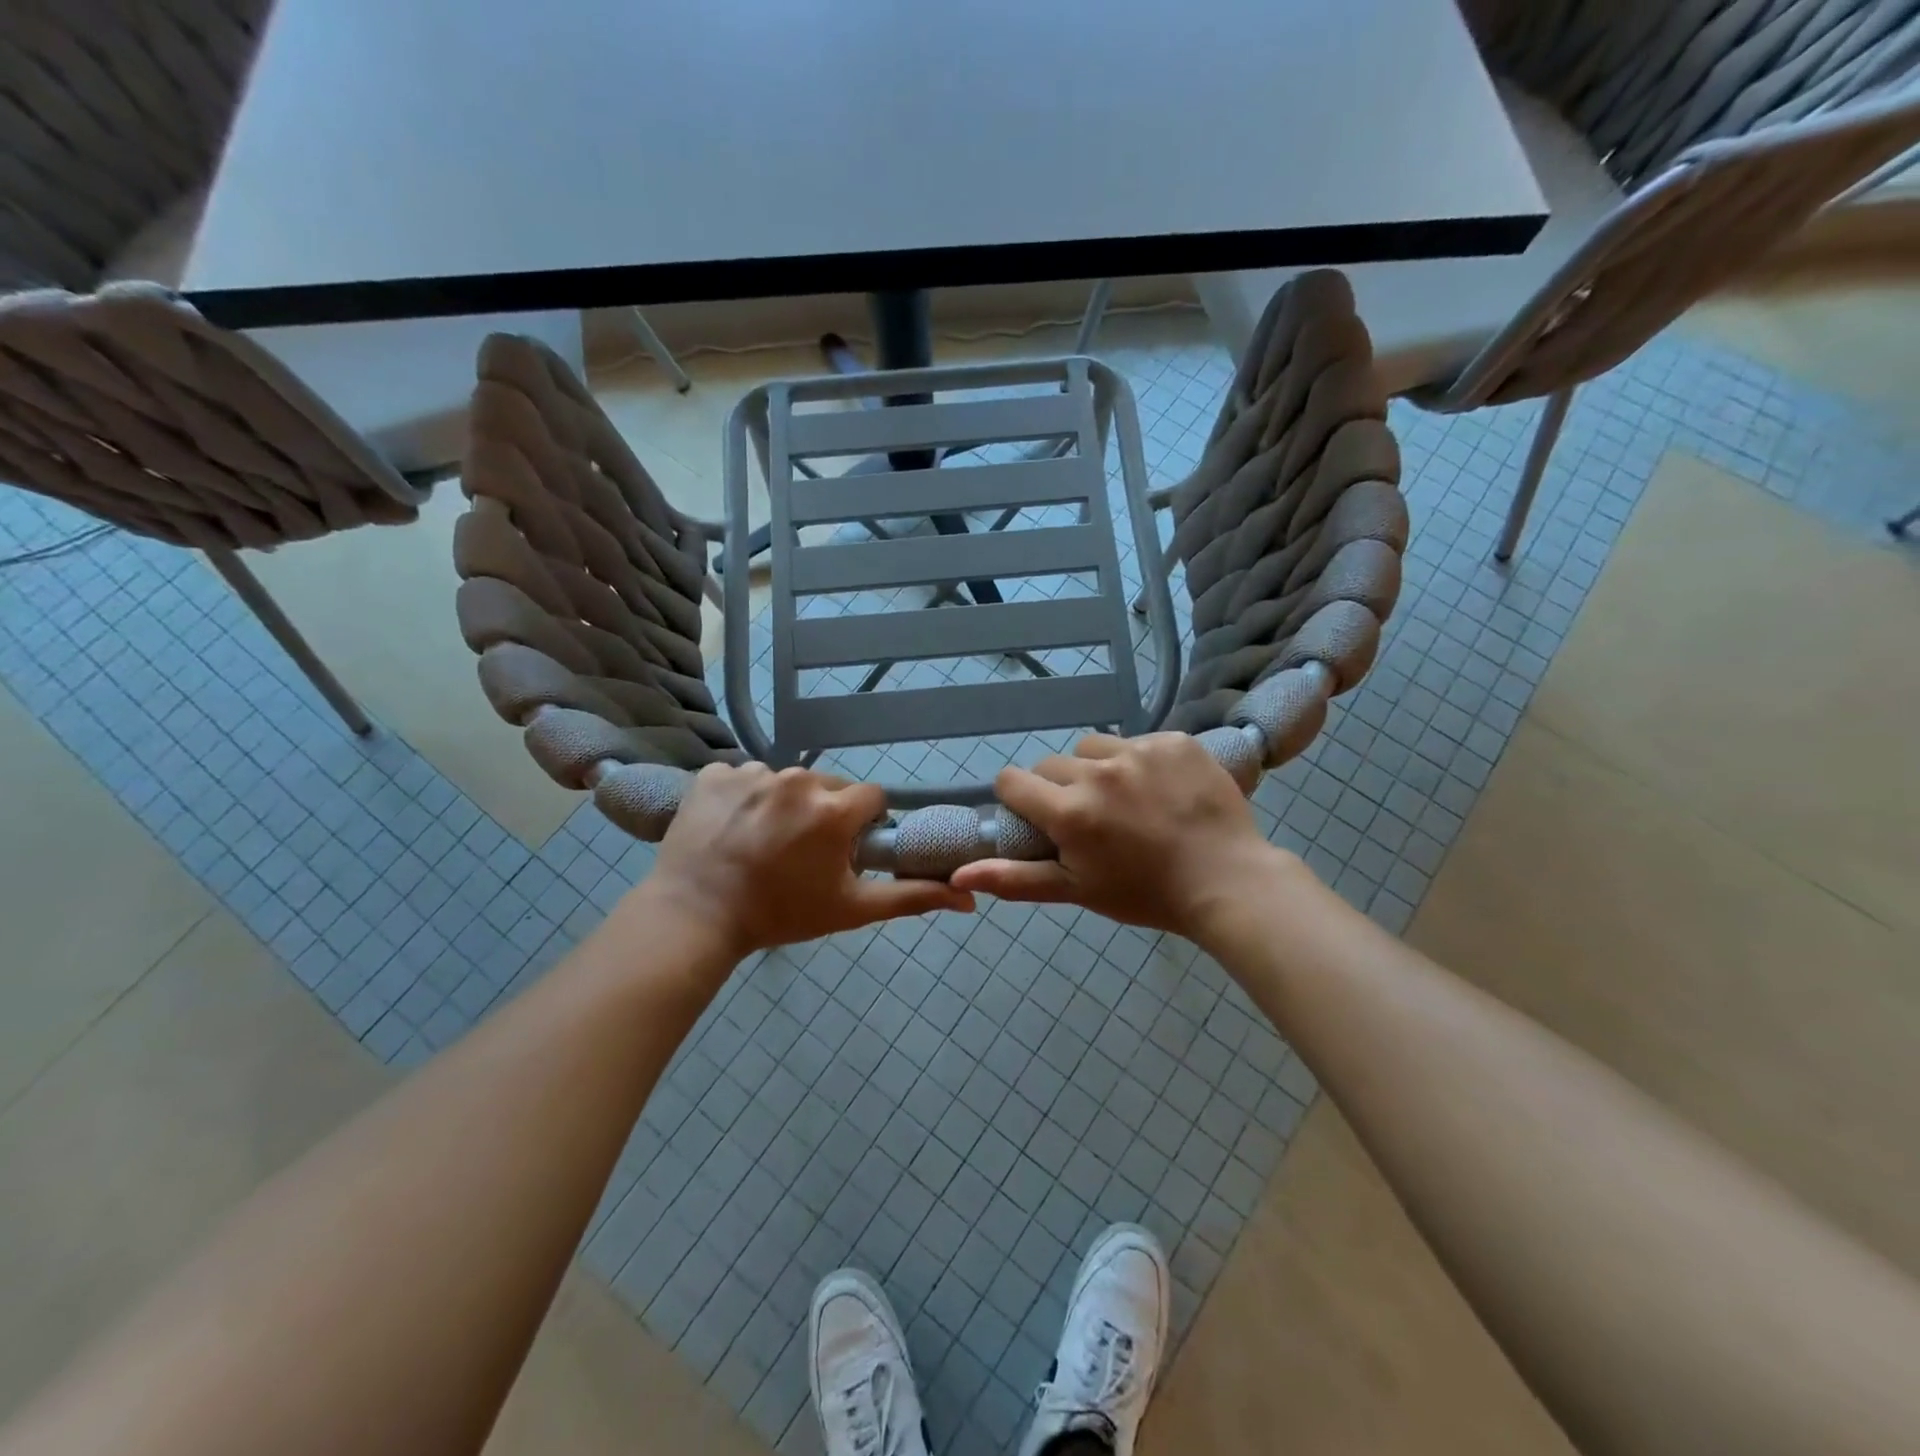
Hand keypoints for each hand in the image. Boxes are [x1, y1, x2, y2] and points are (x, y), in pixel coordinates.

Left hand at [639, 763, 973, 961]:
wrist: (696, 917)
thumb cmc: (781, 913)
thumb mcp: (851, 909)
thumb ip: (911, 897)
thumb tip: (969, 897)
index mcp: (834, 808)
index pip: (870, 798)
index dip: (863, 825)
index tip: (843, 850)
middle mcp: (797, 779)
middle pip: (828, 787)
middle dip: (824, 813)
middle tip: (801, 852)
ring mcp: (751, 772)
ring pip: (785, 782)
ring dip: (782, 805)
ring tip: (761, 843)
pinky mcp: (713, 773)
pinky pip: (742, 777)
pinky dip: (742, 798)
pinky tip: (730, 828)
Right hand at [950, 733, 1289, 939]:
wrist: (1227, 882)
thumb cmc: (1144, 893)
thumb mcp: (1075, 889)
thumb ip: (1014, 878)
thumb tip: (959, 874)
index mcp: (1069, 811)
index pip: (1012, 780)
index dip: (1018, 797)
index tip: (1038, 816)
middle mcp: (1098, 772)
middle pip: (1053, 764)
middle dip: (1060, 788)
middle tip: (1091, 819)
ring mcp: (1140, 750)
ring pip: (1094, 748)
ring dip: (1098, 770)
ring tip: (1127, 801)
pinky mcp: (1175, 740)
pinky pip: (1138, 741)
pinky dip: (1140, 762)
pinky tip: (1162, 789)